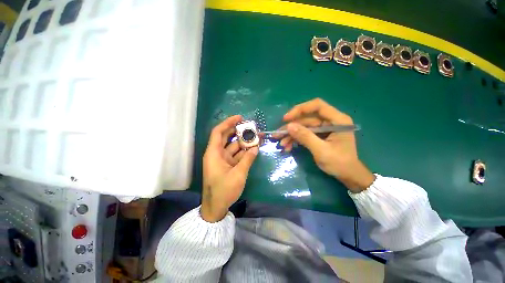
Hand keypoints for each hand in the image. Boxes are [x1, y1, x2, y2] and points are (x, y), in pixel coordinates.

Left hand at [201, 115, 258, 221]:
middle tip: (251, 126)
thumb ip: (248, 160)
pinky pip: (236, 155)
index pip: (218, 132)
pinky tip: (254, 148)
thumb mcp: (238, 174)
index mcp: (214, 153)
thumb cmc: (224, 190)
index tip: (239, 118)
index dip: (228, 123)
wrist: (216, 207)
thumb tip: (256, 148)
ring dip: (244, 142)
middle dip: (238, 131)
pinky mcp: (227, 165)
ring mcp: (223, 160)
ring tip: (256, 137)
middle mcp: (217, 154)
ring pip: (233, 146)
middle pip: (226, 137)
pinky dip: (244, 152)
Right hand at [278, 98, 374, 192]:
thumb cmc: (339, 163)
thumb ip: (306, 137)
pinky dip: (296, 140)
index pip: (317, 106)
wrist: (348, 175)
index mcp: (337, 120)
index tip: (286, 118)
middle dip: (291, 127)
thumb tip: (288, 126)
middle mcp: (330, 121)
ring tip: (281, 144)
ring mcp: (324, 128)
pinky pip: (304, 134)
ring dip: (291, 135)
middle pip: (307, 118)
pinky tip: (288, 146)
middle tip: (277, 134)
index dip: (300, 109)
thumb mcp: (321, 151)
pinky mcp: (319, 135)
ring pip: (303, 127)